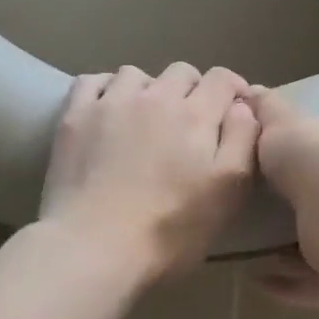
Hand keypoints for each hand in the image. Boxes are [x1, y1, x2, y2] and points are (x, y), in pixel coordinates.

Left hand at [40, 64, 259, 279]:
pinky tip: (108, 110)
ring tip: (146, 118)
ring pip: (136, 74)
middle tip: (190, 123)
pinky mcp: (75, 117)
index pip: (222, 79)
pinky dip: (106, 89)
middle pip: (181, 72)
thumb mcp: (228, 192)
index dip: (233, 90)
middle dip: (193, 90)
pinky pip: (92, 81)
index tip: (234, 110)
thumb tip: (243, 106)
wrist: (95, 246)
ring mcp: (111, 103)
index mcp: (195, 115)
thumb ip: (242, 141)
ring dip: (149, 89)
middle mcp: (155, 96)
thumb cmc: (170, 228)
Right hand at [246, 88, 318, 308]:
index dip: (301, 162)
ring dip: (291, 255)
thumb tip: (251, 91)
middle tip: (258, 218)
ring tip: (254, 256)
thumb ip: (268, 114)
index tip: (268, 172)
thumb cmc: (317, 156)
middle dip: (299, 211)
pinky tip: (262, 281)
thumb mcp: (284, 125)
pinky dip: (292, 286)